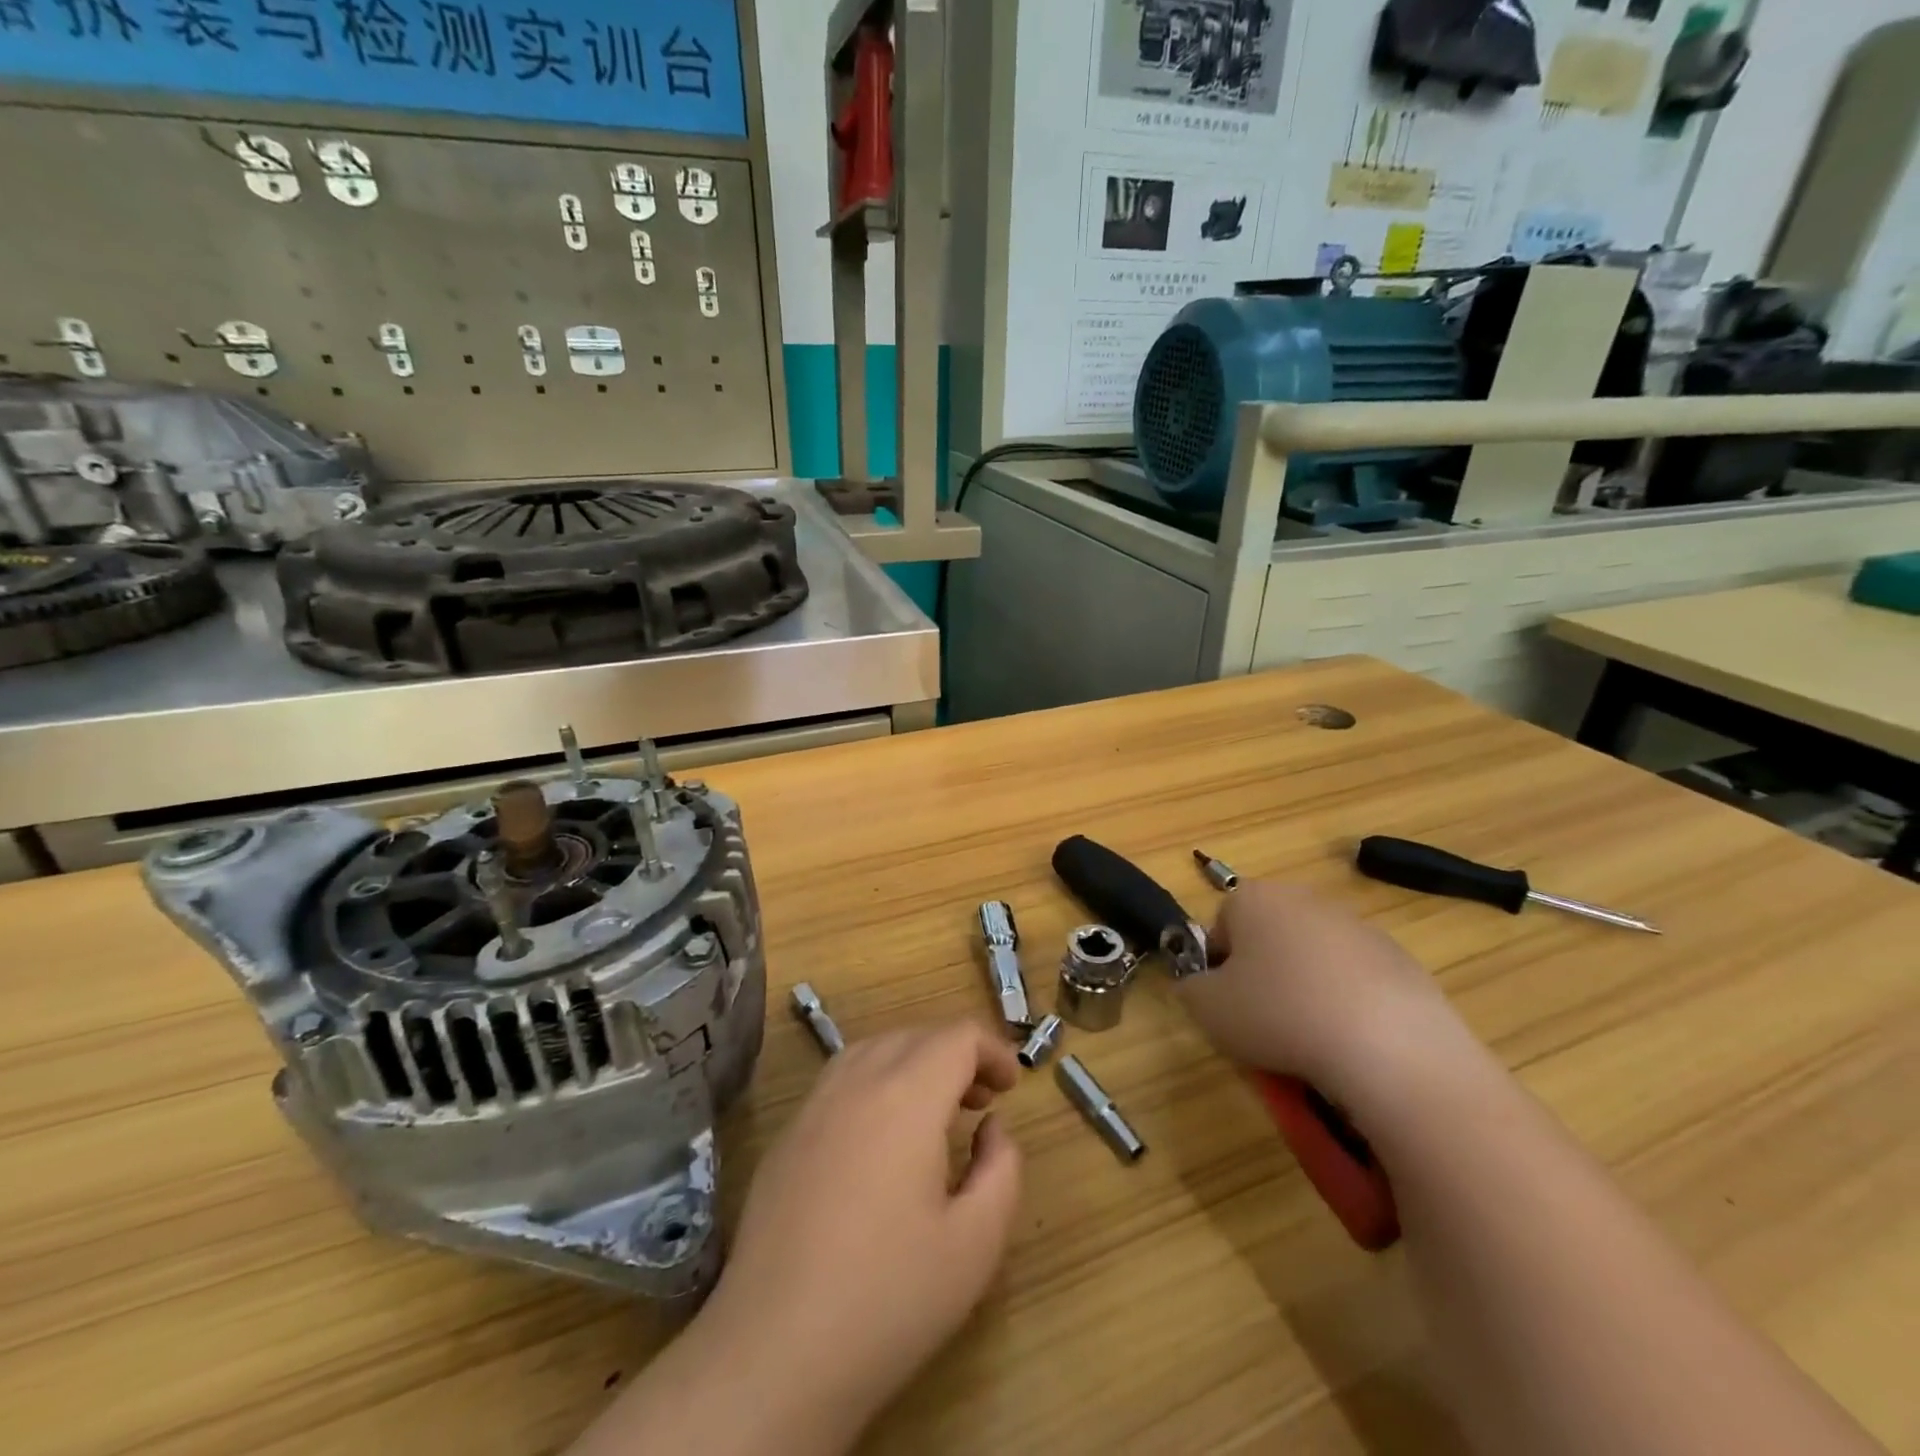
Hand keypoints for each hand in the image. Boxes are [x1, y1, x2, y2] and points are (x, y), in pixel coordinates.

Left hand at [703, 1020, 1023, 1442]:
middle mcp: (857, 1082)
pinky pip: (841, 1079)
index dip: (992, 1051)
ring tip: (933, 1111)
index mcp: (907, 1096)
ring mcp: (814, 1105)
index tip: (1010, 1087)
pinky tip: (880, 1137)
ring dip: (913, 1062)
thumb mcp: (976, 1243)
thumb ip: (1001, 1169)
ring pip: (874, 1049)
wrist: (775, 1352)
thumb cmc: (888, 1298)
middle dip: (956, 1056)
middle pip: (916, 1036)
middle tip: (980, 1103)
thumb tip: (991, 1128)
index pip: (956, 1037)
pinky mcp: (787, 1135)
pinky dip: (875, 1081)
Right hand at [1176, 881, 1480, 1110]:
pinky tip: (1352, 1045)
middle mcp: (1304, 899)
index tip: (1226, 1006)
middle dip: (1263, 977)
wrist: (1390, 1048)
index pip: (1220, 927)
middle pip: (1268, 939)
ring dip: (1305, 993)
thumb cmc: (1279, 1015)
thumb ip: (1190, 988)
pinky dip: (1349, 1008)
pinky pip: (1357, 984)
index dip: (1217, 969)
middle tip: (1263, 1025)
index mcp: (1253, 898)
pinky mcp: (1401, 960)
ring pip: (1313, 962)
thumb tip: (1202, 986)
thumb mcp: (1206, 1009)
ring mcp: (1358, 927)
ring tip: (1310, 1043)